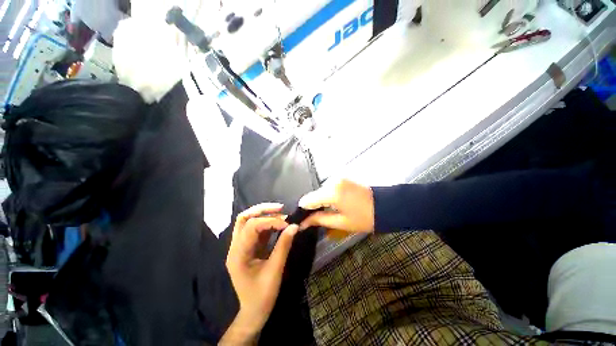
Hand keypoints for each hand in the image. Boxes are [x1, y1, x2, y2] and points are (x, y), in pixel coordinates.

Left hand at [221, 203, 298, 344]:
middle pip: (244, 219)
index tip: (287, 224)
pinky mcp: (248, 247)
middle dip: (262, 210)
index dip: (270, 221)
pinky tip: (278, 223)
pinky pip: (255, 230)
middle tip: (280, 208)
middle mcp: (235, 247)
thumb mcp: (275, 270)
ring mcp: (240, 246)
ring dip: (264, 214)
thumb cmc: (262, 295)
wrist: (254, 312)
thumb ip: (284, 245)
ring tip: (280, 213)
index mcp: (237, 254)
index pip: (251, 227)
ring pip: (248, 222)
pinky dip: (266, 223)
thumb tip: (294, 226)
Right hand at [299, 179, 374, 232]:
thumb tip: (303, 222)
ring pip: (322, 190)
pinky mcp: (343, 178)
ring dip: (321, 200)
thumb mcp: (341, 222)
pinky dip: (328, 195)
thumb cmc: (365, 218)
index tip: (302, 219)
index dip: (303, 210)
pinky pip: (330, 187)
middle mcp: (332, 181)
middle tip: (315, 218)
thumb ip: (320, 219)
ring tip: (326, 211)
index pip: (308, 199)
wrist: (386, 205)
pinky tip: (334, 203)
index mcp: (331, 192)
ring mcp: (338, 178)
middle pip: (315, 194)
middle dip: (313, 206)